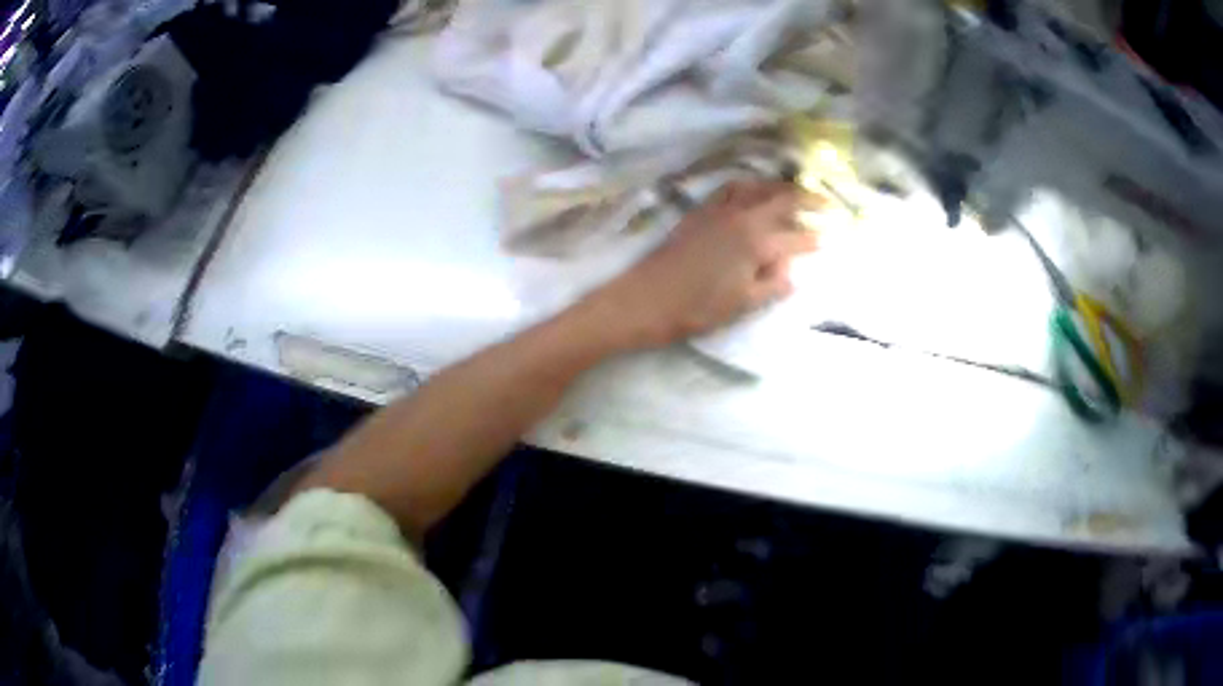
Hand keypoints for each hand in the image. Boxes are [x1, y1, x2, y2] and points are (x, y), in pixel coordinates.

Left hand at [587, 180, 820, 349]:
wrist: (646, 299)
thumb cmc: (697, 308)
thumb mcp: (744, 304)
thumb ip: (774, 285)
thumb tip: (792, 271)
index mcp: (757, 241)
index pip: (796, 237)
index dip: (814, 240)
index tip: (828, 241)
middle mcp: (741, 216)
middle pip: (781, 198)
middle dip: (807, 200)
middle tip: (826, 204)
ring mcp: (718, 209)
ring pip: (756, 186)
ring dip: (778, 187)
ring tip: (792, 193)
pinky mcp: (699, 211)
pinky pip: (730, 187)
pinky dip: (749, 185)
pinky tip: (752, 194)